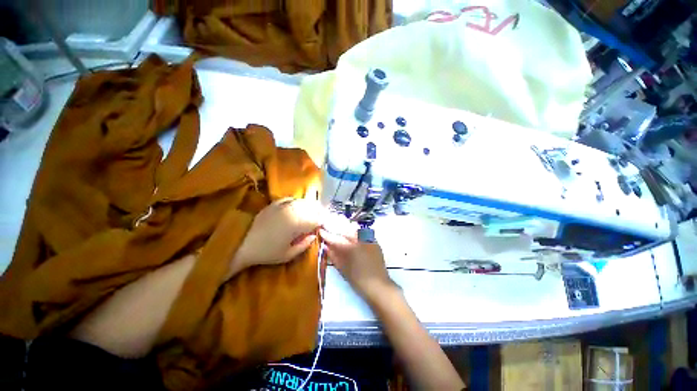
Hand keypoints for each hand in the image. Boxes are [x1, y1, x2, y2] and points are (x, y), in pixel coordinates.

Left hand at [231, 198, 327, 275]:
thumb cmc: (267, 252)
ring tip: (311, 212)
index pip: (316, 219)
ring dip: (309, 206)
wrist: (243, 244)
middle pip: (312, 207)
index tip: (322, 227)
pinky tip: (297, 207)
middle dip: (318, 213)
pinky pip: (290, 199)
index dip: (322, 223)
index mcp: (297, 223)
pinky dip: (297, 202)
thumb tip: (314, 235)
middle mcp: (293, 211)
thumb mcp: (288, 255)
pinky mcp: (275, 203)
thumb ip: (304, 245)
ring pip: (303, 202)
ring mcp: (283, 205)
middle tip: (319, 219)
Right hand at [319, 222, 392, 300]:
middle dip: (336, 230)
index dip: (327, 234)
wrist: (378, 285)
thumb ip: (333, 255)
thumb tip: (325, 246)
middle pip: (345, 231)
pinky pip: (363, 233)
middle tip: (329, 230)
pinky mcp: (374, 241)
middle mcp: (359, 239)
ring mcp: (368, 239)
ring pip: (354, 230)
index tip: (321, 230)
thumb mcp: (342, 268)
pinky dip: (356, 234)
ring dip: (346, 231)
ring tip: (340, 232)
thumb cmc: (358, 279)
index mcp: (350, 247)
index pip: (335, 238)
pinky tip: (352, 237)